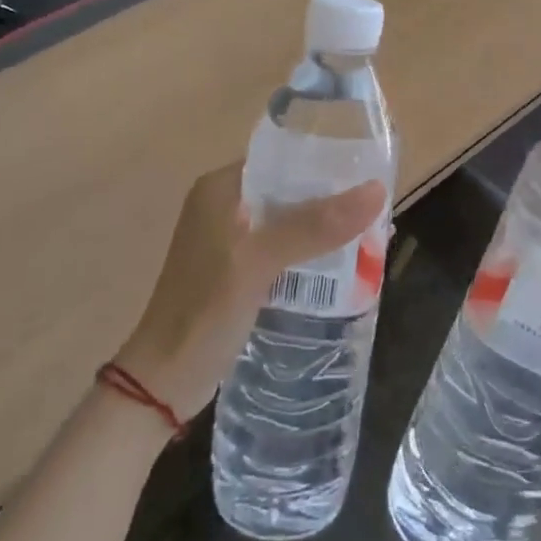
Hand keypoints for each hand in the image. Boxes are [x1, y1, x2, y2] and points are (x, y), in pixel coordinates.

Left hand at [111, 164, 386, 421]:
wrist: (163, 383)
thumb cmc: (205, 310)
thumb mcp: (260, 261)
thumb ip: (315, 225)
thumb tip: (377, 190)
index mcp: (221, 188)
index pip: (282, 157)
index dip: (324, 161)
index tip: (367, 170)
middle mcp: (225, 205)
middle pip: (290, 189)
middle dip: (331, 198)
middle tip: (376, 207)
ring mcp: (231, 239)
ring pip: (290, 221)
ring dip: (324, 228)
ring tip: (370, 233)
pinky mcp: (239, 270)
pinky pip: (284, 248)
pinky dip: (310, 252)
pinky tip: (343, 265)